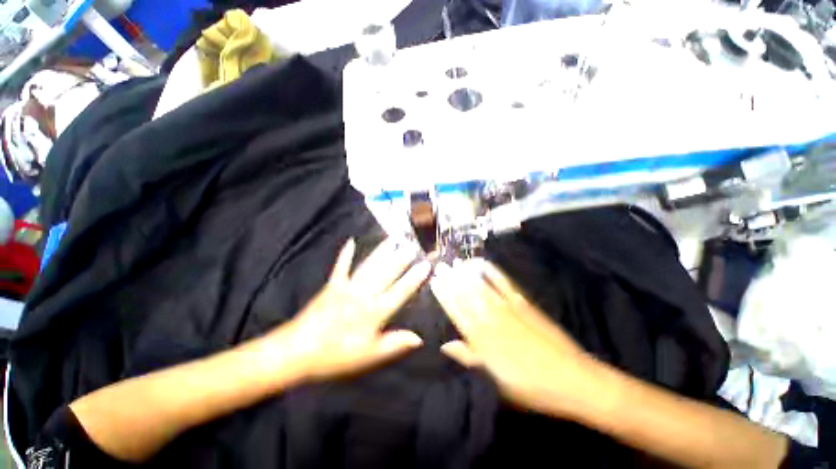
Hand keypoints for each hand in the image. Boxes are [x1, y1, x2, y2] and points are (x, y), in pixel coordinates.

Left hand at [277, 238, 430, 381]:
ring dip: (381, 251)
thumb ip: (394, 344)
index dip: (414, 278)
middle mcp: (363, 294)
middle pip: (386, 273)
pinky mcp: (332, 285)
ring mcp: (347, 287)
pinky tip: (351, 241)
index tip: (426, 265)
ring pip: (368, 266)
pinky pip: (341, 266)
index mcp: (374, 312)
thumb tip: (419, 338)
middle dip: (401, 259)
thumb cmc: (335, 356)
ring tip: (392, 239)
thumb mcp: (368, 356)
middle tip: (412, 245)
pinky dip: (346, 254)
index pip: (400, 292)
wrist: (297, 351)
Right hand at [430, 259, 597, 416]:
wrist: (573, 380)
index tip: (434, 281)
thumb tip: (444, 345)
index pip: (457, 312)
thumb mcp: (495, 382)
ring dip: (468, 274)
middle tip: (440, 265)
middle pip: (467, 296)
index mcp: (483, 340)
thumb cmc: (530, 387)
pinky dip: (495, 273)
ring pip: (483, 288)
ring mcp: (509, 309)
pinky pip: (506, 285)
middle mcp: (492, 320)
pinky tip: (485, 265)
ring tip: (456, 262)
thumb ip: (468, 359)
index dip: (445, 295)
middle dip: (452, 280)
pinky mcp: (525, 304)